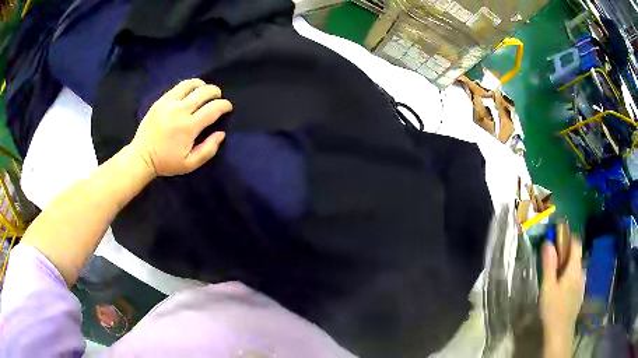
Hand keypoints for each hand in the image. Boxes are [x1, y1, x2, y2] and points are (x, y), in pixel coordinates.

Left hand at [131, 79, 232, 176]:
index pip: (213, 108)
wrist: (141, 157)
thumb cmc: (166, 162)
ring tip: (204, 90)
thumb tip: (221, 134)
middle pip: (204, 92)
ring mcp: (169, 103)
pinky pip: (177, 87)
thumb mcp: (190, 164)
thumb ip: (208, 150)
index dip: (225, 105)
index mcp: (189, 127)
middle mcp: (180, 110)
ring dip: (202, 85)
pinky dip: (188, 86)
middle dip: (215, 92)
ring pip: (190, 84)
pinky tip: (190, 91)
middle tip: (218, 97)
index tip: (228, 107)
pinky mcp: (160, 101)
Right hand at [540, 239, 584, 356]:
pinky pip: (576, 278)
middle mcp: (581, 272)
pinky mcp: (580, 294)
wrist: (560, 332)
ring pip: (576, 268)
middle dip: (566, 253)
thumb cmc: (553, 309)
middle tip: (553, 258)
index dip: (569, 237)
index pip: (577, 244)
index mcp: (574, 268)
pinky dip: (570, 276)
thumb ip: (549, 265)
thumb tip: (548, 243)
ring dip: (568, 266)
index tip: (559, 236)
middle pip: (577, 256)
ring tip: (556, 275)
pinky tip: (561, 289)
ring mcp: (582, 284)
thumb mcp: (548, 287)